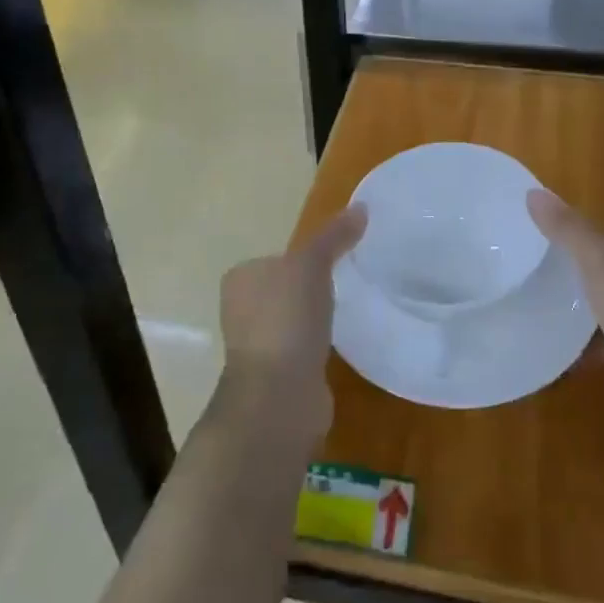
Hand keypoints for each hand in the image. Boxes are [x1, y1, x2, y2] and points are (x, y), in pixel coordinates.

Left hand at [217, 205, 366, 445]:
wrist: (279, 396)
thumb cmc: (287, 320)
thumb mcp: (312, 265)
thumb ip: (334, 236)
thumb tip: (361, 206)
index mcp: (241, 279)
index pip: (277, 258)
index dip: (306, 257)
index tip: (339, 258)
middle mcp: (242, 310)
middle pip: (285, 288)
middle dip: (311, 289)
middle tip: (349, 282)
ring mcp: (259, 345)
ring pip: (294, 320)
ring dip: (314, 319)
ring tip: (347, 312)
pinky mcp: (278, 375)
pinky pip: (303, 348)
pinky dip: (318, 345)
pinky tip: (338, 345)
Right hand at [527, 189, 603, 441]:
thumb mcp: (597, 262)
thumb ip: (566, 228)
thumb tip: (532, 192)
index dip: (582, 242)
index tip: (549, 255)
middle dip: (580, 280)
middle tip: (542, 287)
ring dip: (586, 316)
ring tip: (547, 319)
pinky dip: (594, 348)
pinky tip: (567, 357)